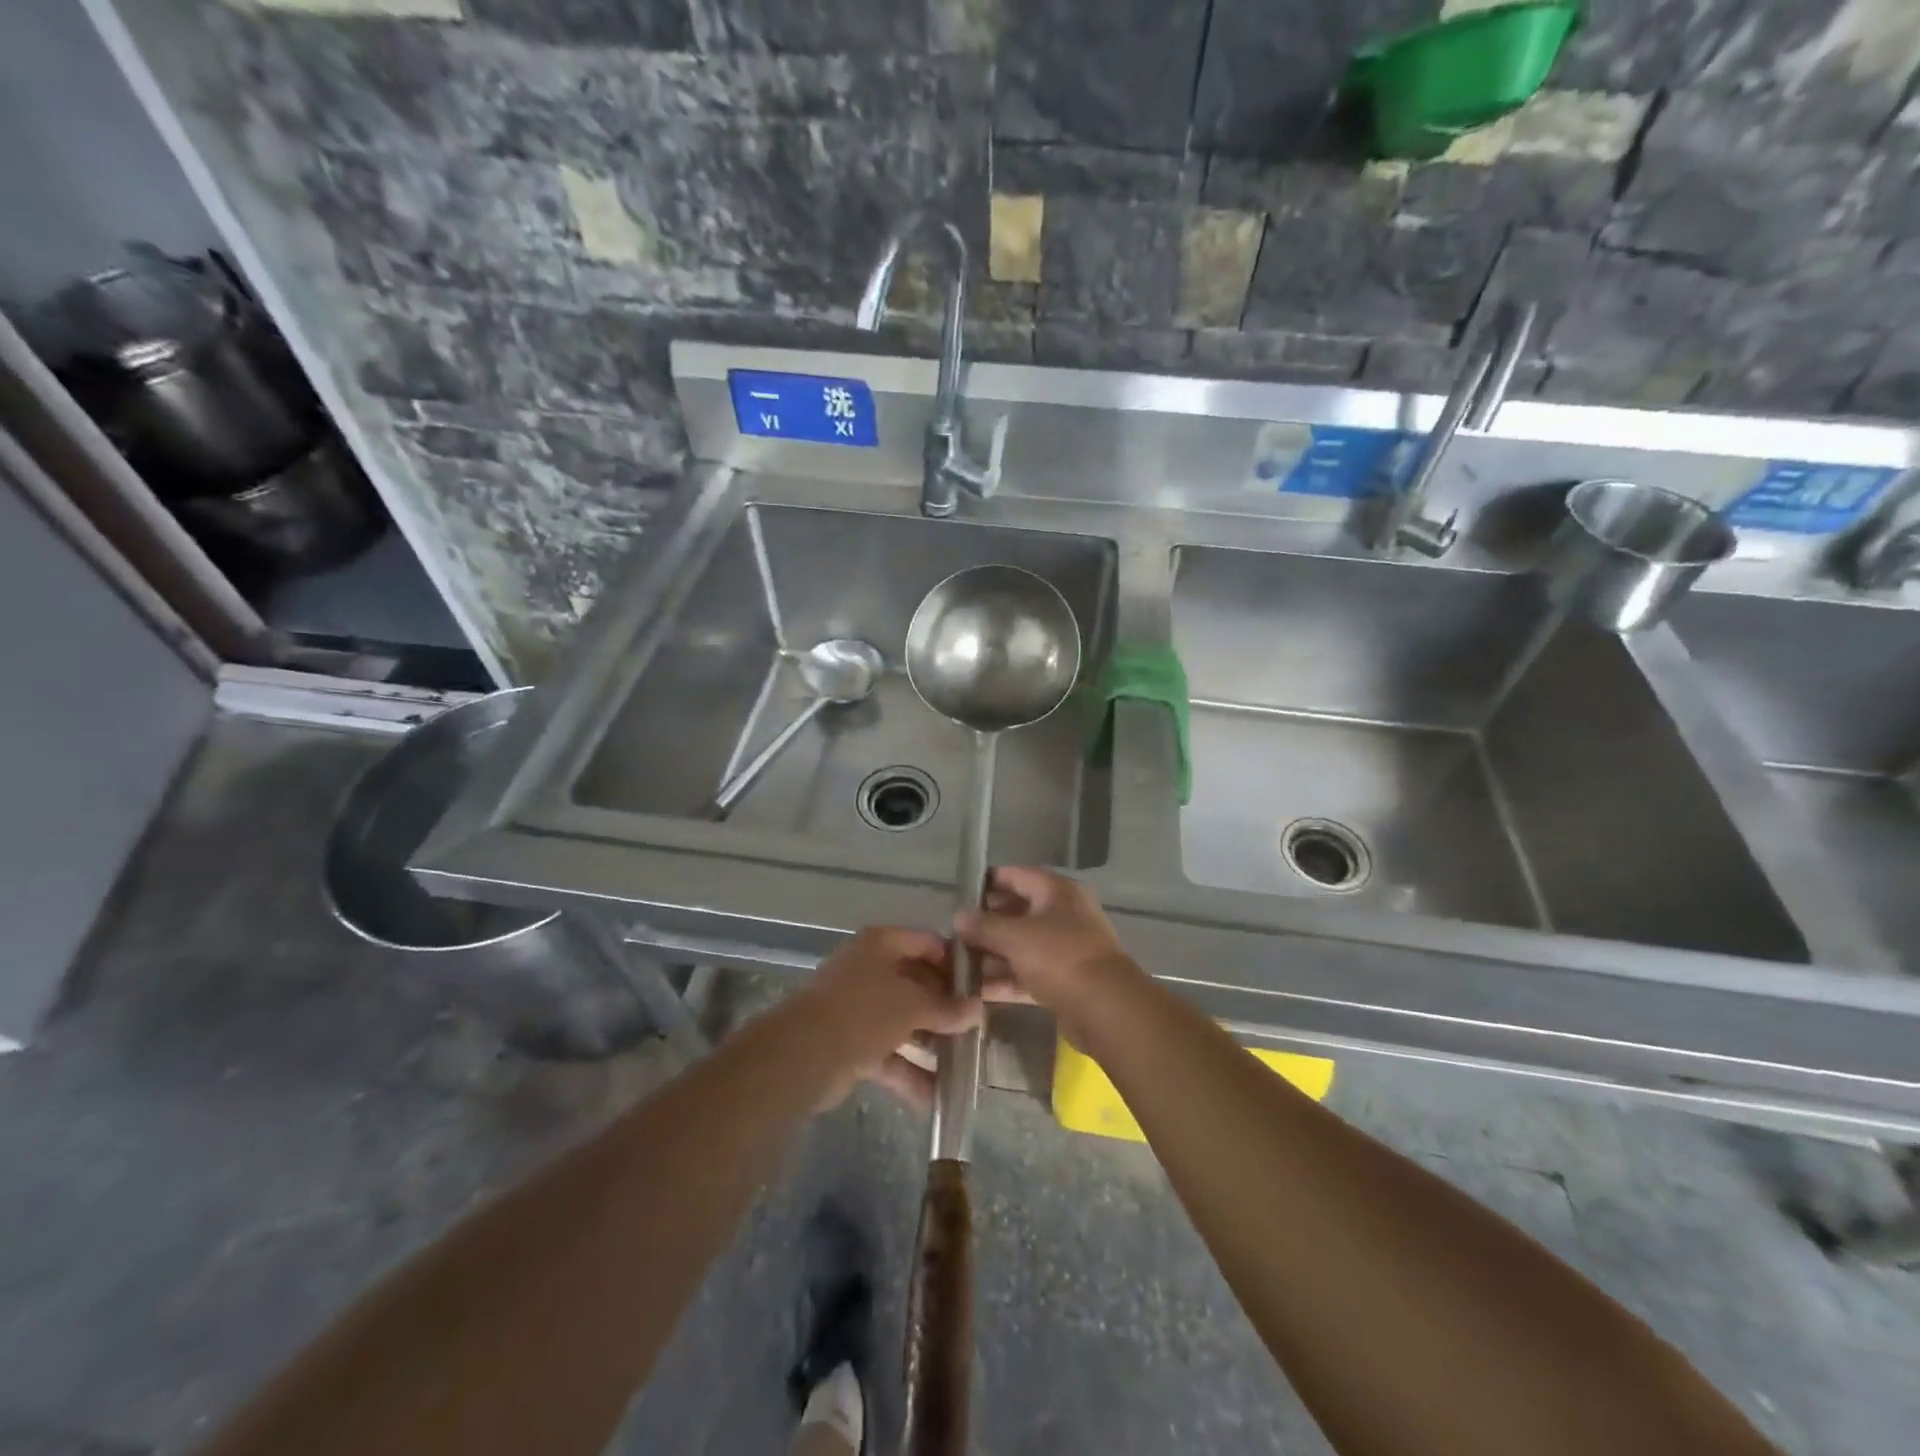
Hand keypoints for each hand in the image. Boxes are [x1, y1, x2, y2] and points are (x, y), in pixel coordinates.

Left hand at [788, 926, 981, 1110]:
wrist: (802, 1055)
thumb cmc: (863, 1011)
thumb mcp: (912, 1004)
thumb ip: (946, 1008)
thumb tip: (978, 1011)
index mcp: (882, 944)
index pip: (928, 943)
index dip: (955, 964)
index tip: (981, 987)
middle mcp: (870, 969)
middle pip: (917, 984)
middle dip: (946, 1009)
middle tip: (978, 1029)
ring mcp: (859, 1008)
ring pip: (905, 1022)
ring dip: (931, 1045)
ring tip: (964, 1066)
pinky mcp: (851, 1044)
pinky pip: (889, 1054)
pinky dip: (909, 1072)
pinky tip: (936, 1098)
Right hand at [954, 867, 1143, 1044]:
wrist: (1106, 1008)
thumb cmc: (1060, 958)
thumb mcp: (1015, 937)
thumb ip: (984, 925)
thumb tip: (958, 916)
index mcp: (1057, 891)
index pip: (1017, 875)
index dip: (988, 882)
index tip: (960, 894)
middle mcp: (1064, 914)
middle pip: (1018, 911)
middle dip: (987, 923)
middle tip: (955, 934)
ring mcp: (1066, 948)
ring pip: (1022, 945)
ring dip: (993, 954)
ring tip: (960, 965)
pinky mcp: (1066, 980)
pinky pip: (1029, 972)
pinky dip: (1007, 978)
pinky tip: (978, 990)